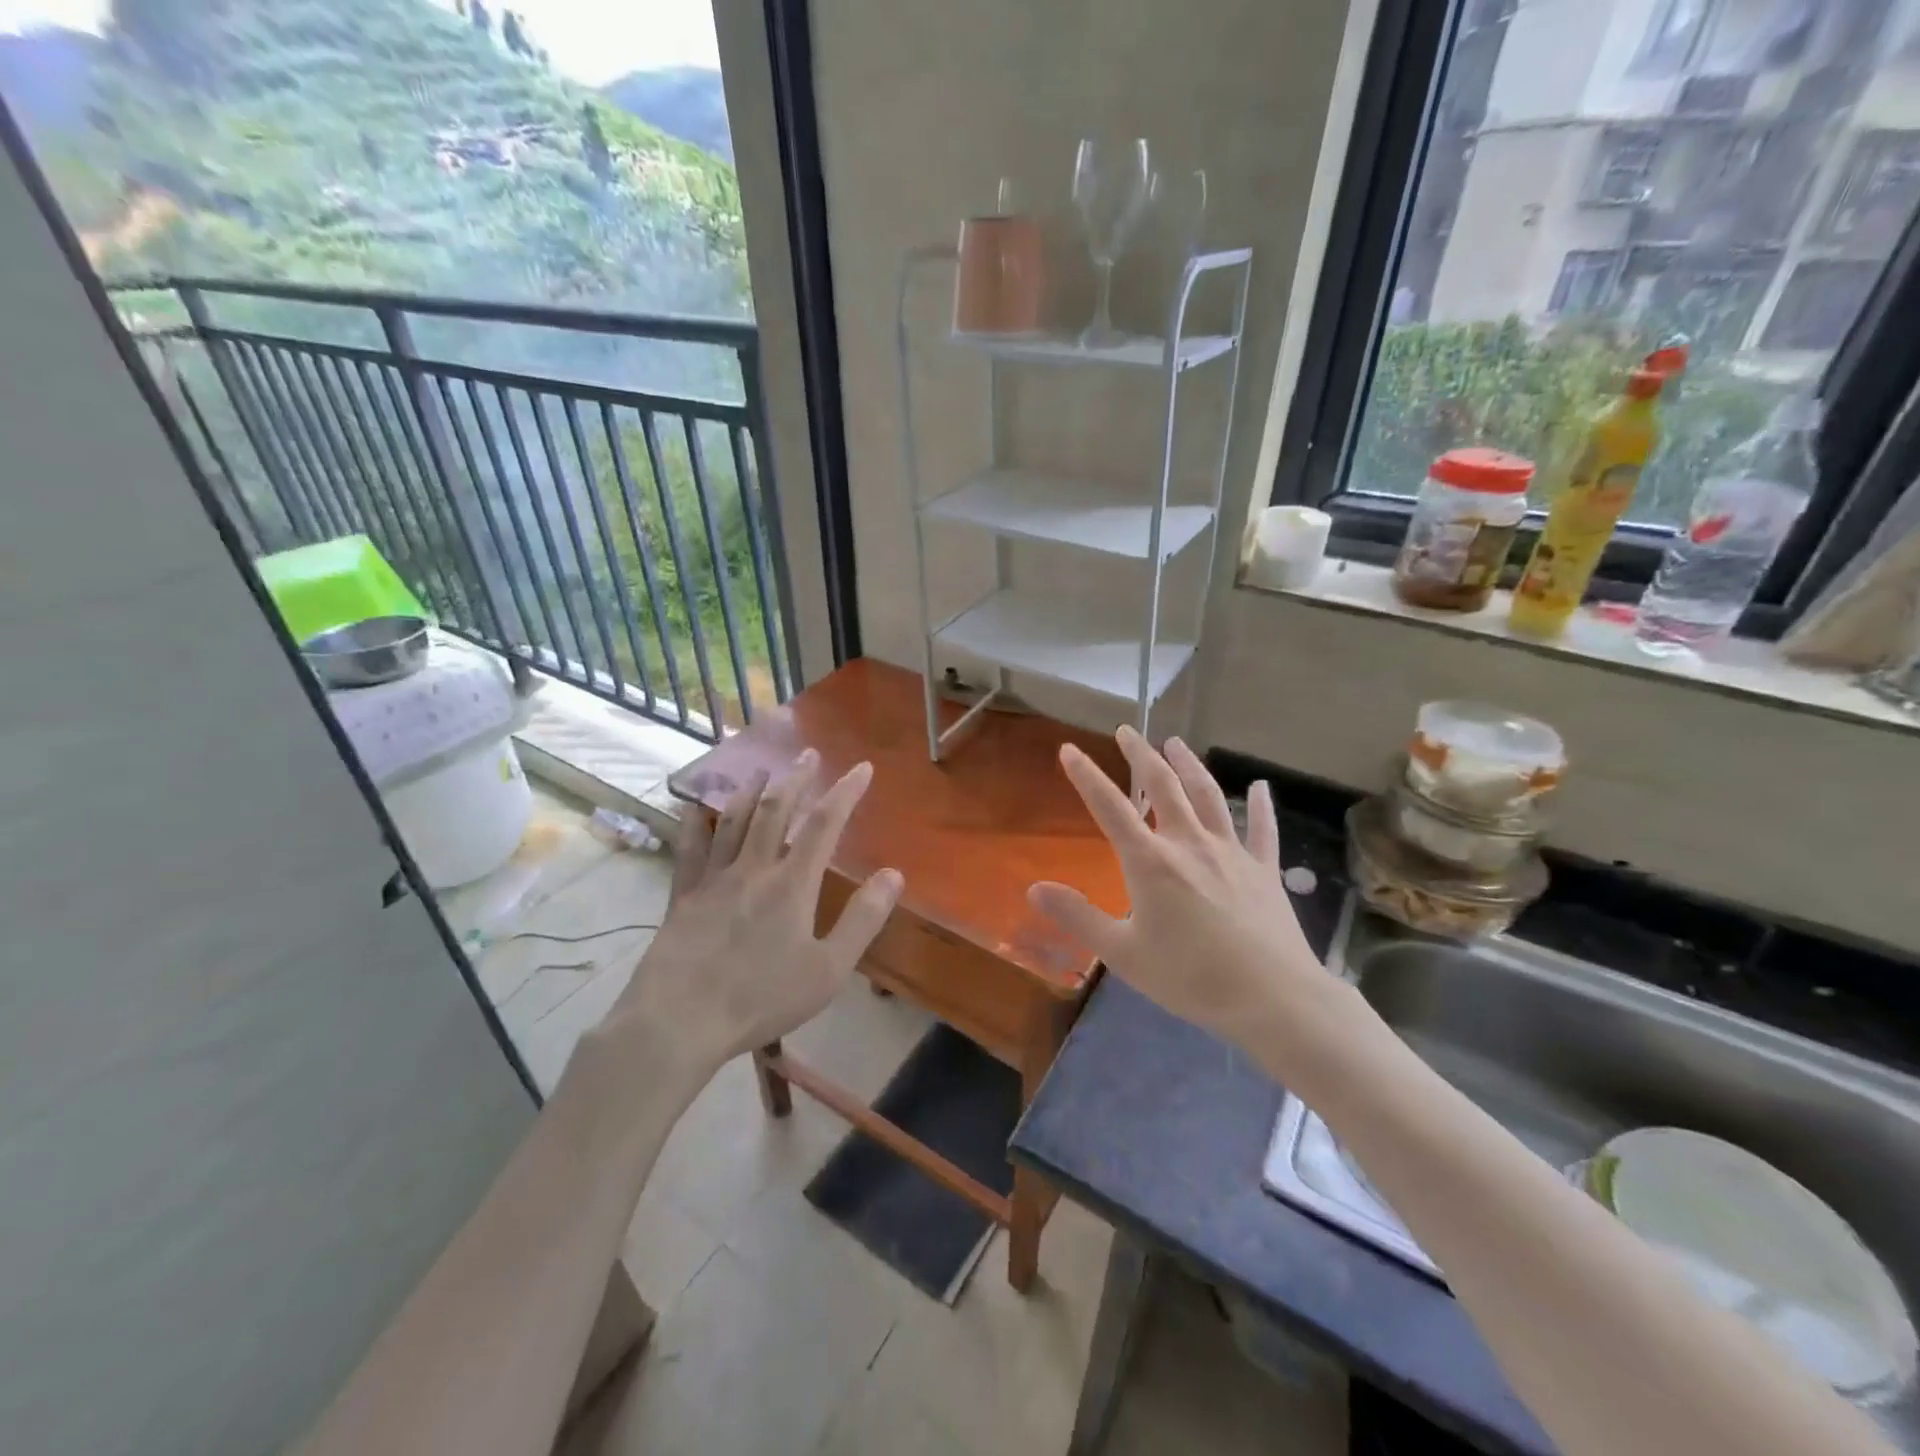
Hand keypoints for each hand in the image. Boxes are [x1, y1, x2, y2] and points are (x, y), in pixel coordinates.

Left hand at [600, 750, 903, 1072]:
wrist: (679, 1020)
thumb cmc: (761, 999)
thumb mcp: (827, 969)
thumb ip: (862, 920)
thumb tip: (893, 875)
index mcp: (792, 884)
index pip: (825, 824)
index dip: (845, 792)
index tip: (862, 767)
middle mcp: (753, 868)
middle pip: (777, 810)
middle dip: (797, 779)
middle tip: (809, 754)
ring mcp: (714, 879)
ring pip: (735, 821)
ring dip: (752, 790)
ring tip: (763, 769)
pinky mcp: (683, 896)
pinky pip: (690, 849)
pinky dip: (695, 823)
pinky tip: (695, 808)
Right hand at [1028, 727, 1329, 1047]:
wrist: (1273, 998)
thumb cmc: (1191, 977)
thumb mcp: (1123, 953)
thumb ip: (1078, 917)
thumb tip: (1033, 888)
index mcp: (1151, 862)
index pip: (1110, 807)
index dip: (1086, 776)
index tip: (1069, 749)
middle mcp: (1189, 843)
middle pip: (1163, 786)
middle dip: (1141, 755)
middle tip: (1127, 731)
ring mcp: (1231, 852)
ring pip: (1208, 796)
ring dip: (1190, 765)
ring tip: (1176, 743)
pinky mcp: (1263, 870)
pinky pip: (1262, 829)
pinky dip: (1261, 805)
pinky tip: (1262, 786)